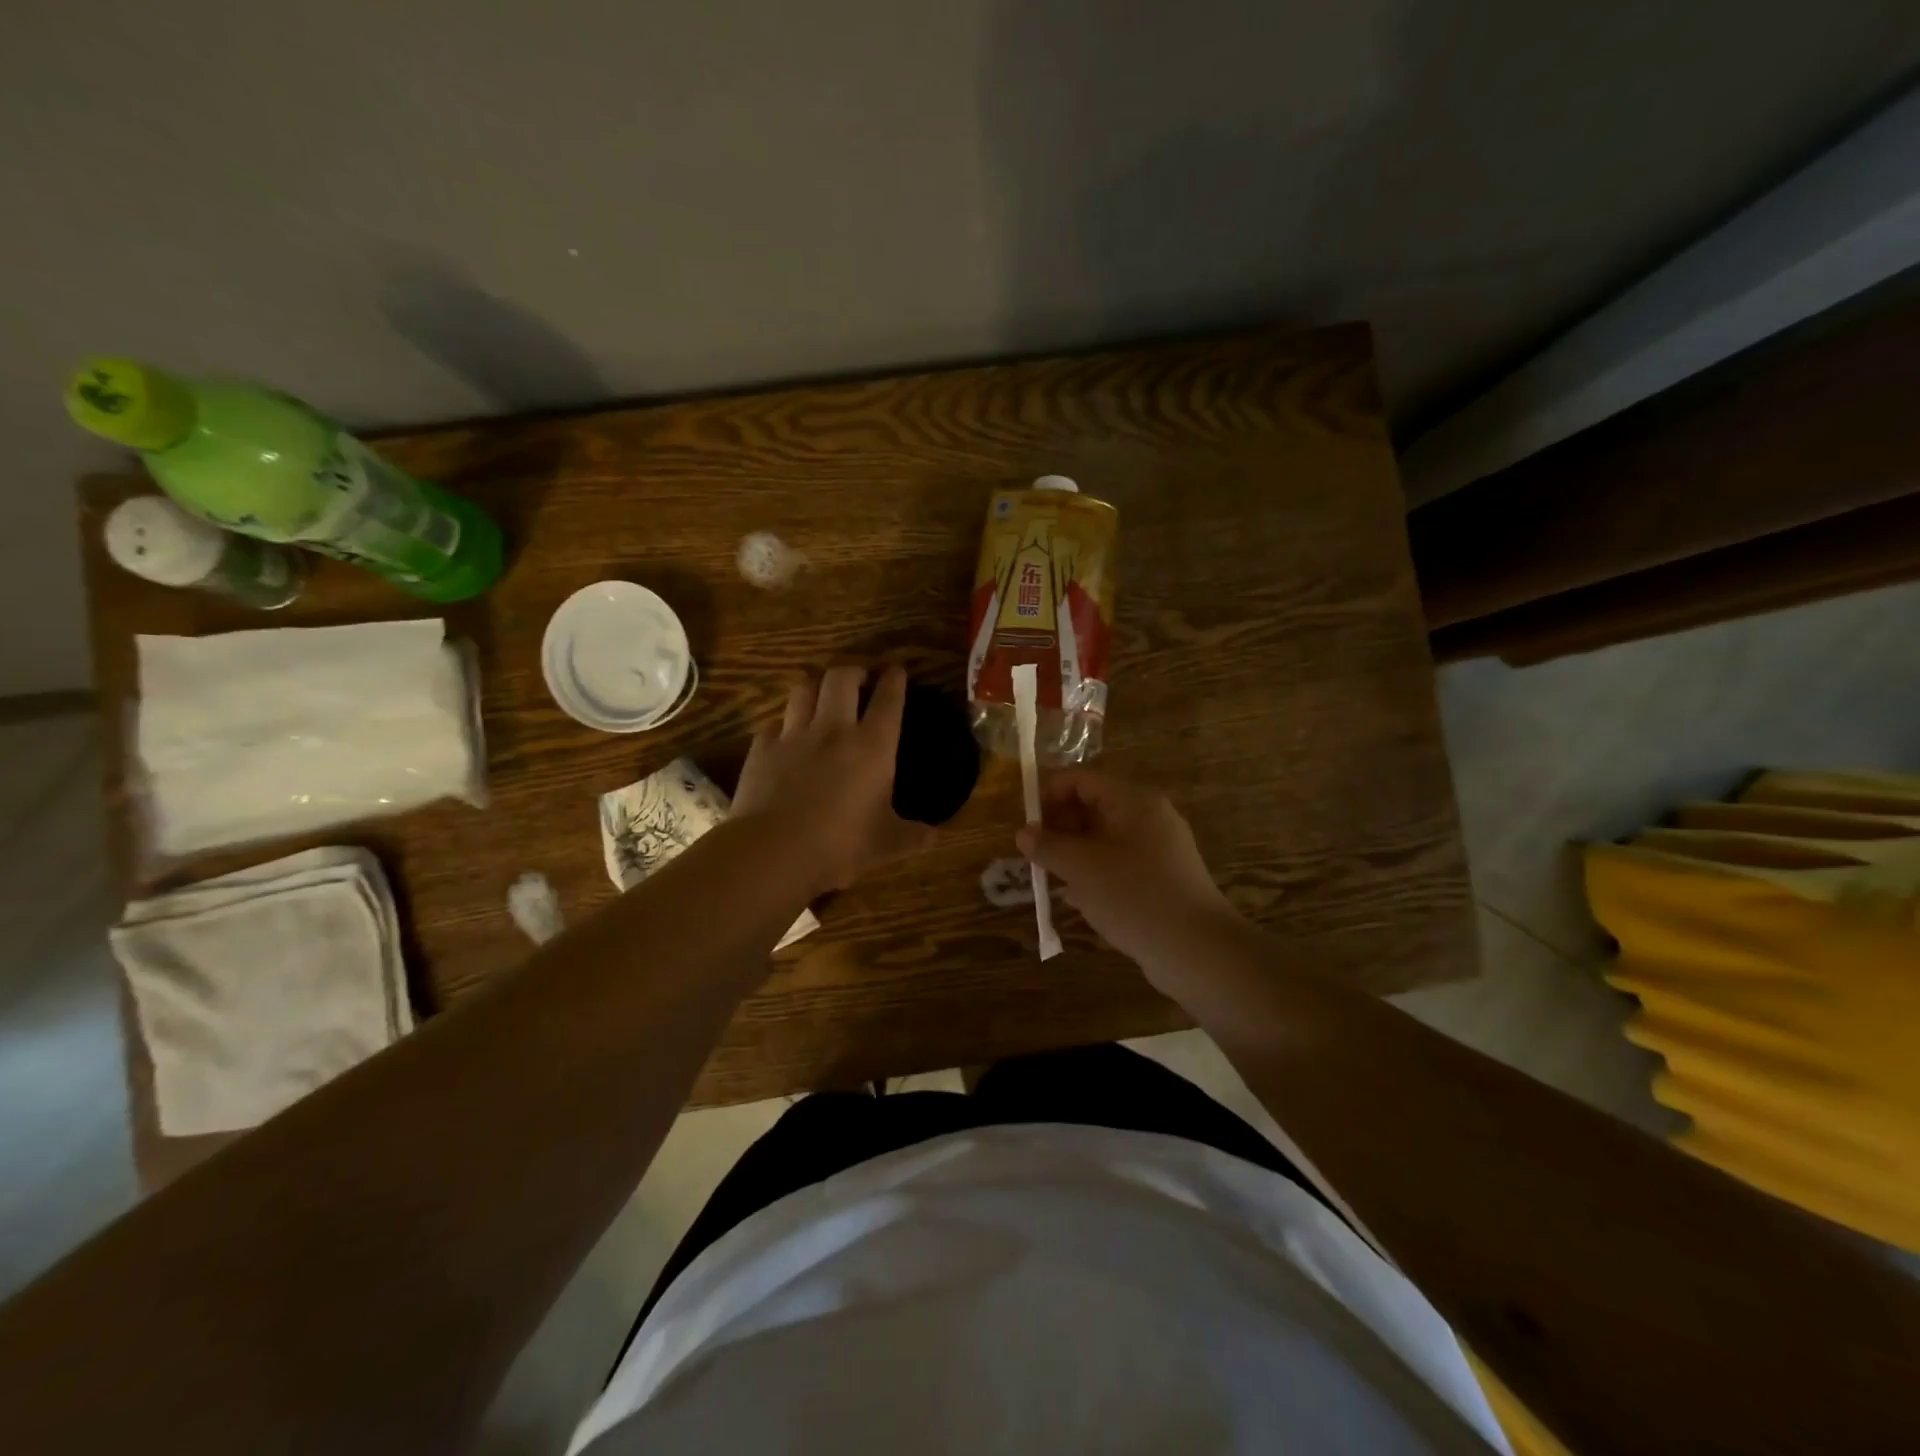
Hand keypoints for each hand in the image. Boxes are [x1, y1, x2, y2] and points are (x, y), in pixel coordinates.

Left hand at [733, 665, 934, 893]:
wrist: (773, 851)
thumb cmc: (840, 845)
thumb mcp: (886, 844)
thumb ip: (912, 836)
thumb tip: (934, 837)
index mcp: (873, 745)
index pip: (888, 698)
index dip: (894, 679)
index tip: (896, 671)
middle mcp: (834, 729)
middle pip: (841, 677)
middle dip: (853, 671)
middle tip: (859, 680)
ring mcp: (794, 734)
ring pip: (804, 688)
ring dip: (816, 686)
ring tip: (821, 695)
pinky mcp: (762, 748)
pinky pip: (775, 722)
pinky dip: (784, 723)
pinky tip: (786, 735)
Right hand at [1017, 770, 1238, 985]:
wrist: (1195, 950)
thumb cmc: (1134, 896)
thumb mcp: (1081, 868)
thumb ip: (1048, 846)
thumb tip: (1024, 833)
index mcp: (1133, 800)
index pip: (1081, 780)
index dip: (1048, 794)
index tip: (1024, 822)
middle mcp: (1148, 817)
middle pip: (1093, 807)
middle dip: (1058, 826)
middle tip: (1033, 854)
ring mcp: (1157, 849)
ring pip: (1103, 838)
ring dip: (1072, 853)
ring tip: (1048, 876)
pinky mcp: (1160, 878)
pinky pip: (1117, 864)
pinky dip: (1093, 873)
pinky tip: (1075, 898)